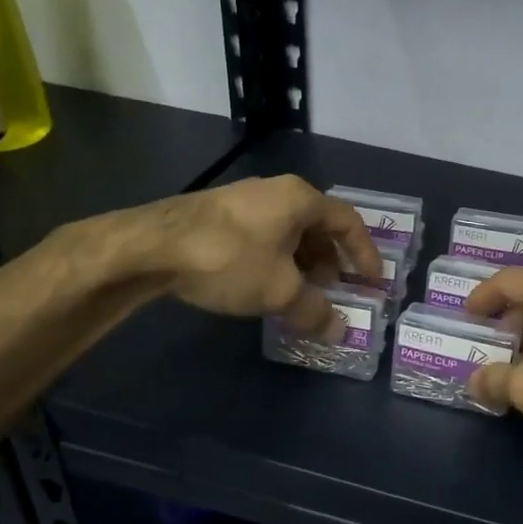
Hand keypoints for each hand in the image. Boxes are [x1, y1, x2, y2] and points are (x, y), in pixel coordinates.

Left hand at [91, 175, 380, 336]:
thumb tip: (339, 331)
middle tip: (337, 292)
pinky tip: (267, 287)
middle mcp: (276, 192)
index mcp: (300, 199)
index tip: (373, 283)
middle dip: (332, 262)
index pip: (348, 223)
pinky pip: (264, 237)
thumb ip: (314, 311)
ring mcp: (245, 201)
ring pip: (289, 233)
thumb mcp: (279, 291)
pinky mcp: (219, 216)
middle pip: (318, 227)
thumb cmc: (229, 259)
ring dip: (303, 264)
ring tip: (303, 294)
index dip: (365, 254)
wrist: (149, 247)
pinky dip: (277, 261)